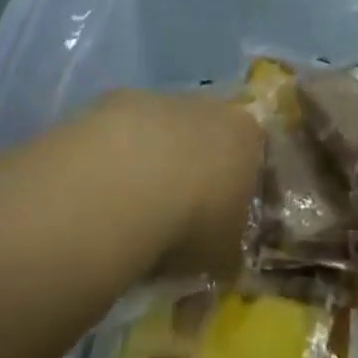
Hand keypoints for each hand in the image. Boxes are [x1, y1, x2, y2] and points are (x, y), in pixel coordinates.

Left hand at [88, 90, 264, 277]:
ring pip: (162, 132)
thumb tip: (222, 258)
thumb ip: (229, 249)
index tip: (226, 222)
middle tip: (178, 216)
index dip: (241, 191)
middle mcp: (208, 107)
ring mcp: (159, 99)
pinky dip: (116, 158)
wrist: (125, 185)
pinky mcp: (112, 101)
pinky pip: (121, 134)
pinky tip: (102, 191)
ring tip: (134, 209)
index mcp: (247, 135)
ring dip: (153, 162)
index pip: (254, 158)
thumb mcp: (224, 253)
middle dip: (195, 171)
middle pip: (207, 138)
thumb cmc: (192, 220)